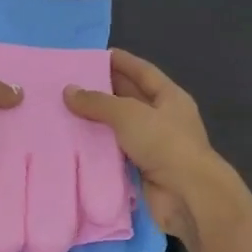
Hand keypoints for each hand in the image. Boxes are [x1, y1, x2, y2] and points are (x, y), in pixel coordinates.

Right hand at [65, 50, 230, 244]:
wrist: (186, 195)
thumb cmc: (164, 143)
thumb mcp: (128, 114)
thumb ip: (97, 102)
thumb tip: (68, 91)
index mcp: (169, 97)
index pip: (143, 72)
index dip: (121, 62)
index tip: (95, 56)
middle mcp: (163, 118)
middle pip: (130, 98)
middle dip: (103, 90)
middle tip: (71, 83)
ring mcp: (154, 145)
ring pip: (120, 127)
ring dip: (97, 121)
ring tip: (65, 111)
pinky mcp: (142, 169)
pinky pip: (116, 152)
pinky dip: (98, 147)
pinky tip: (74, 142)